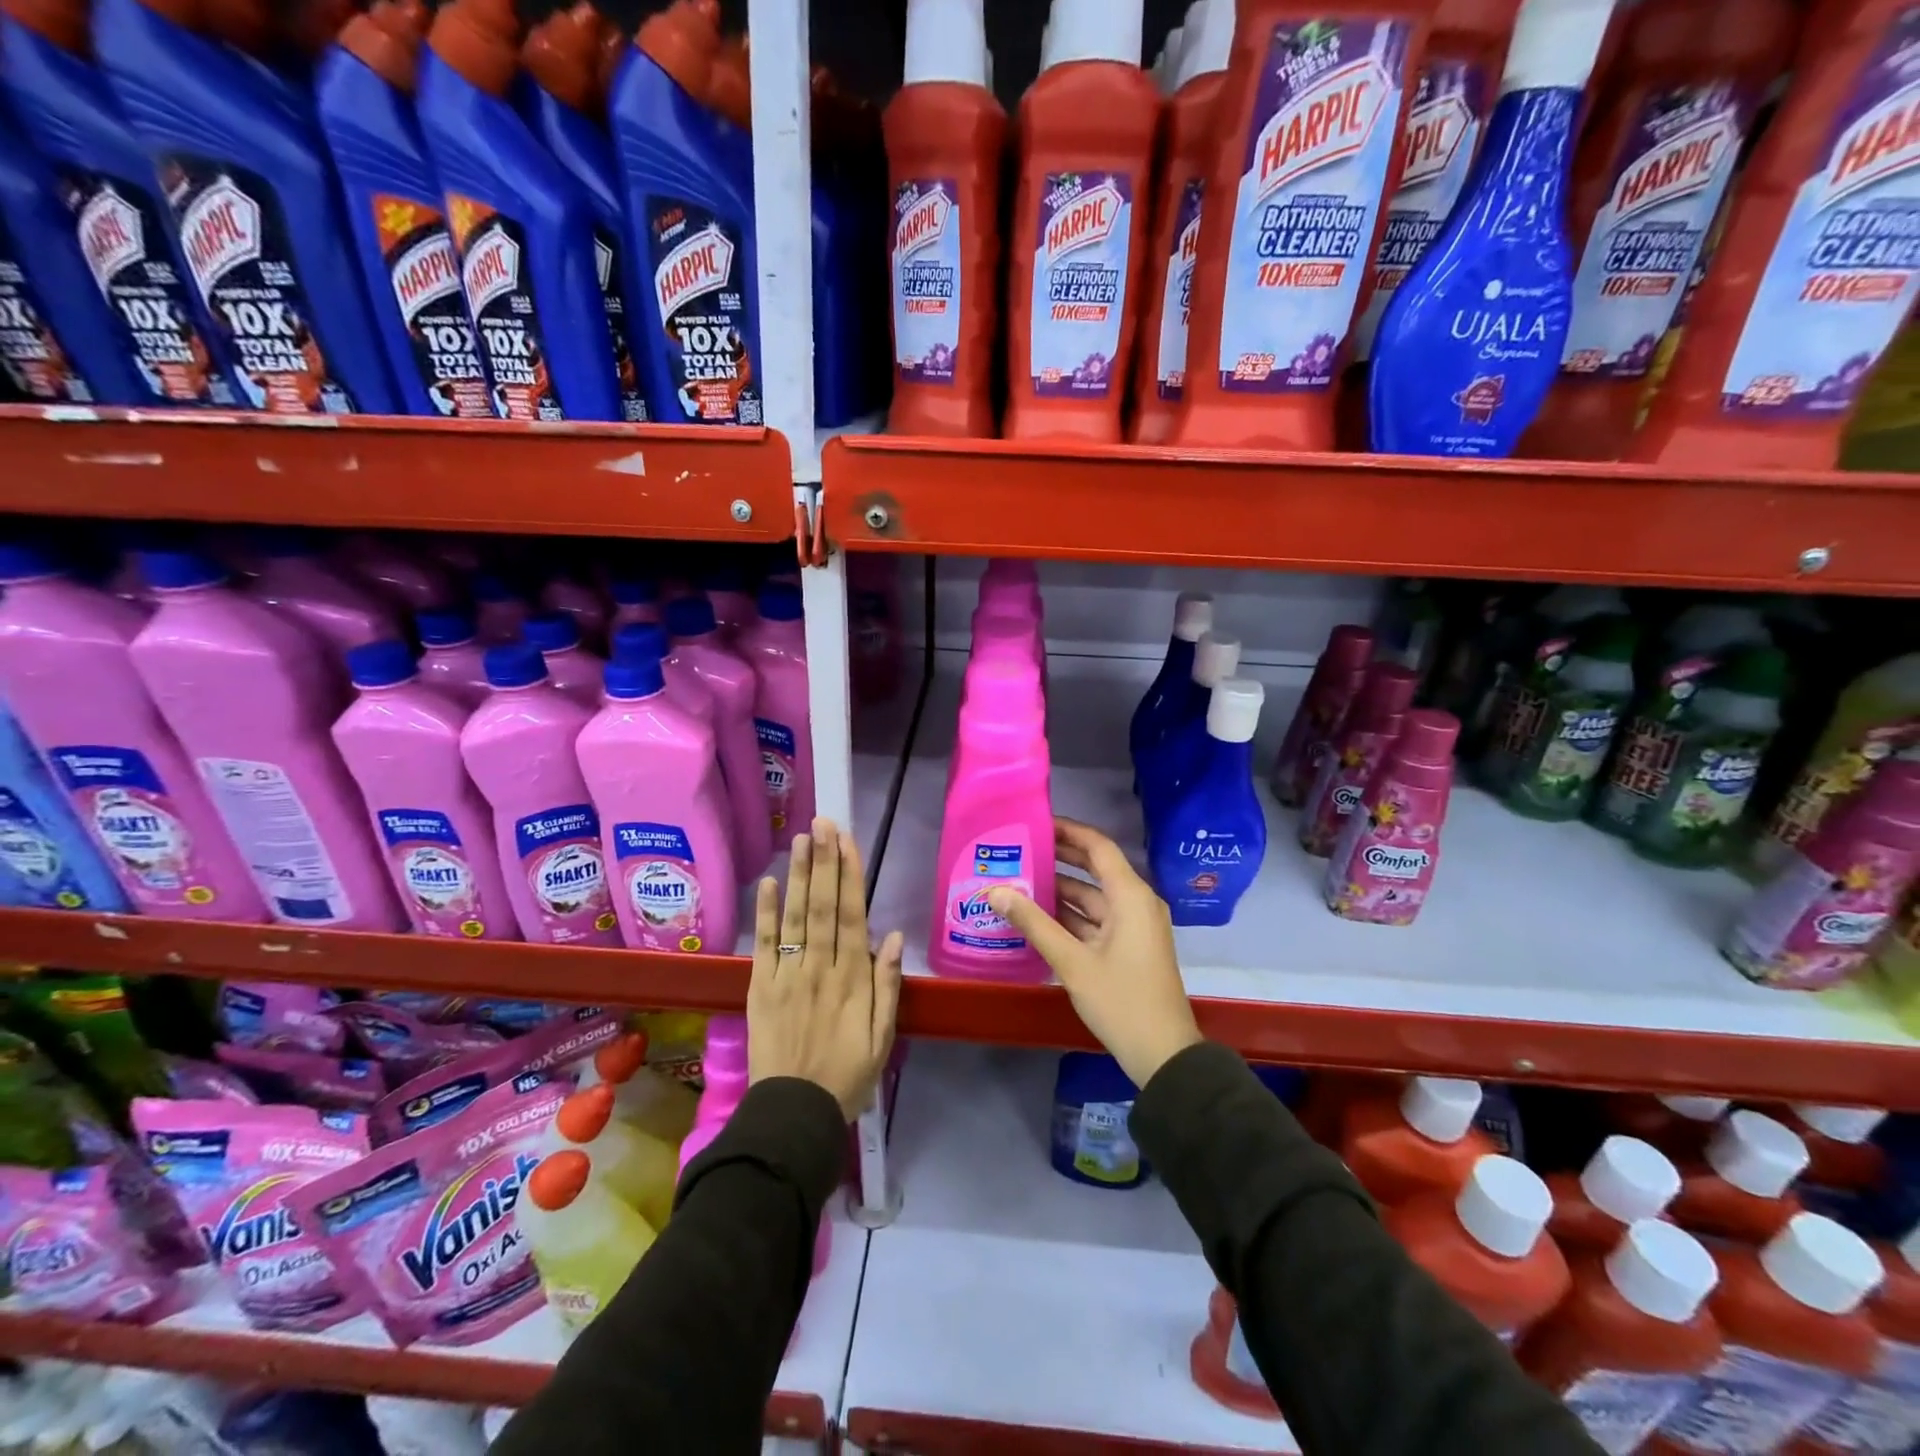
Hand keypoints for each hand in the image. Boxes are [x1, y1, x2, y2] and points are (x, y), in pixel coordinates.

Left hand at [747, 818, 904, 1117]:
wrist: (794, 1113)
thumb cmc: (847, 1075)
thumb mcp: (882, 1037)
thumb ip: (887, 985)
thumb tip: (892, 936)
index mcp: (853, 978)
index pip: (851, 915)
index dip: (849, 874)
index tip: (847, 841)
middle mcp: (820, 967)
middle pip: (822, 905)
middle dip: (823, 861)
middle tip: (822, 823)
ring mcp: (787, 975)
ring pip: (795, 917)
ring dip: (798, 875)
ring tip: (800, 839)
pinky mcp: (761, 987)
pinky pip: (764, 944)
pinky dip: (765, 913)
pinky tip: (767, 883)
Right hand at [987, 818, 1201, 1088]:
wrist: (1163, 1055)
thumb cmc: (1121, 1001)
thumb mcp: (1072, 962)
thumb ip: (1033, 923)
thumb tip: (995, 890)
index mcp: (1131, 896)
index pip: (1098, 847)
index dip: (1068, 831)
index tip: (1035, 823)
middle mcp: (1136, 903)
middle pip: (1095, 868)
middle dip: (1059, 858)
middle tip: (1020, 848)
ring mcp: (1134, 926)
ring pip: (1093, 897)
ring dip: (1060, 890)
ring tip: (1018, 880)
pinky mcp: (1128, 947)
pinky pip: (1096, 919)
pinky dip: (1070, 916)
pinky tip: (1036, 916)